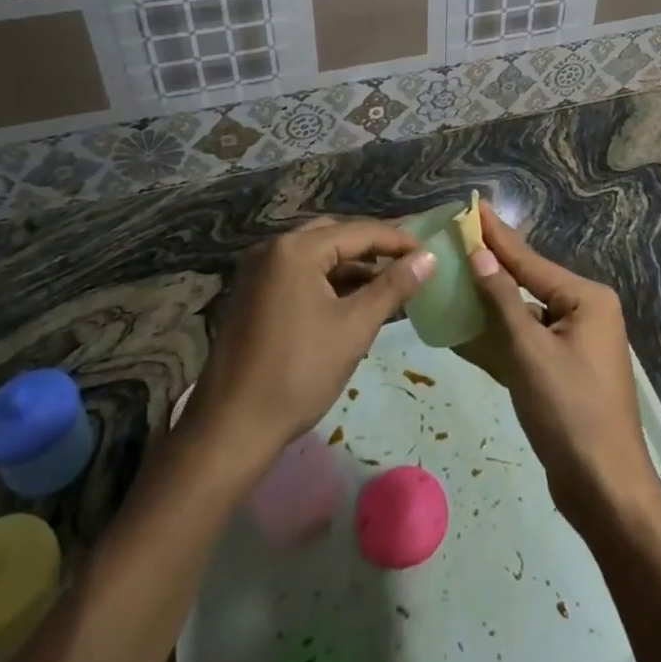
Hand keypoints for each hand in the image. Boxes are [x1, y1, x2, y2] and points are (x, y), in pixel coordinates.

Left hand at [180, 217, 432, 478]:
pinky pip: (300, 273)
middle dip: (374, 249)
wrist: (230, 430)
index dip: (398, 241)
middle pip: (336, 236)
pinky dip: (329, 281)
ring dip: (352, 267)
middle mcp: (273, 248)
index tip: (430, 253)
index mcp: (296, 249)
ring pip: (318, 256)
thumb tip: (429, 257)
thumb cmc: (298, 374)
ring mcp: (258, 271)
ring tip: (389, 286)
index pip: (359, 232)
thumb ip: (394, 287)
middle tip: (410, 264)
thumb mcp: (354, 328)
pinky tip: (354, 302)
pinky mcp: (253, 294)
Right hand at [457, 203, 660, 531]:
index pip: (530, 261)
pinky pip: (525, 343)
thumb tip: (479, 254)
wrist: (605, 490)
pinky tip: (464, 329)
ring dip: (489, 304)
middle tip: (457, 238)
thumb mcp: (530, 352)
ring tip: (453, 276)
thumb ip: (502, 301)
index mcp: (586, 299)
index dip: (497, 235)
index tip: (473, 206)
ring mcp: (574, 343)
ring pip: (523, 314)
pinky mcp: (562, 371)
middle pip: (528, 283)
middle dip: (491, 266)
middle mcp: (584, 313)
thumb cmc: (570, 413)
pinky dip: (498, 338)